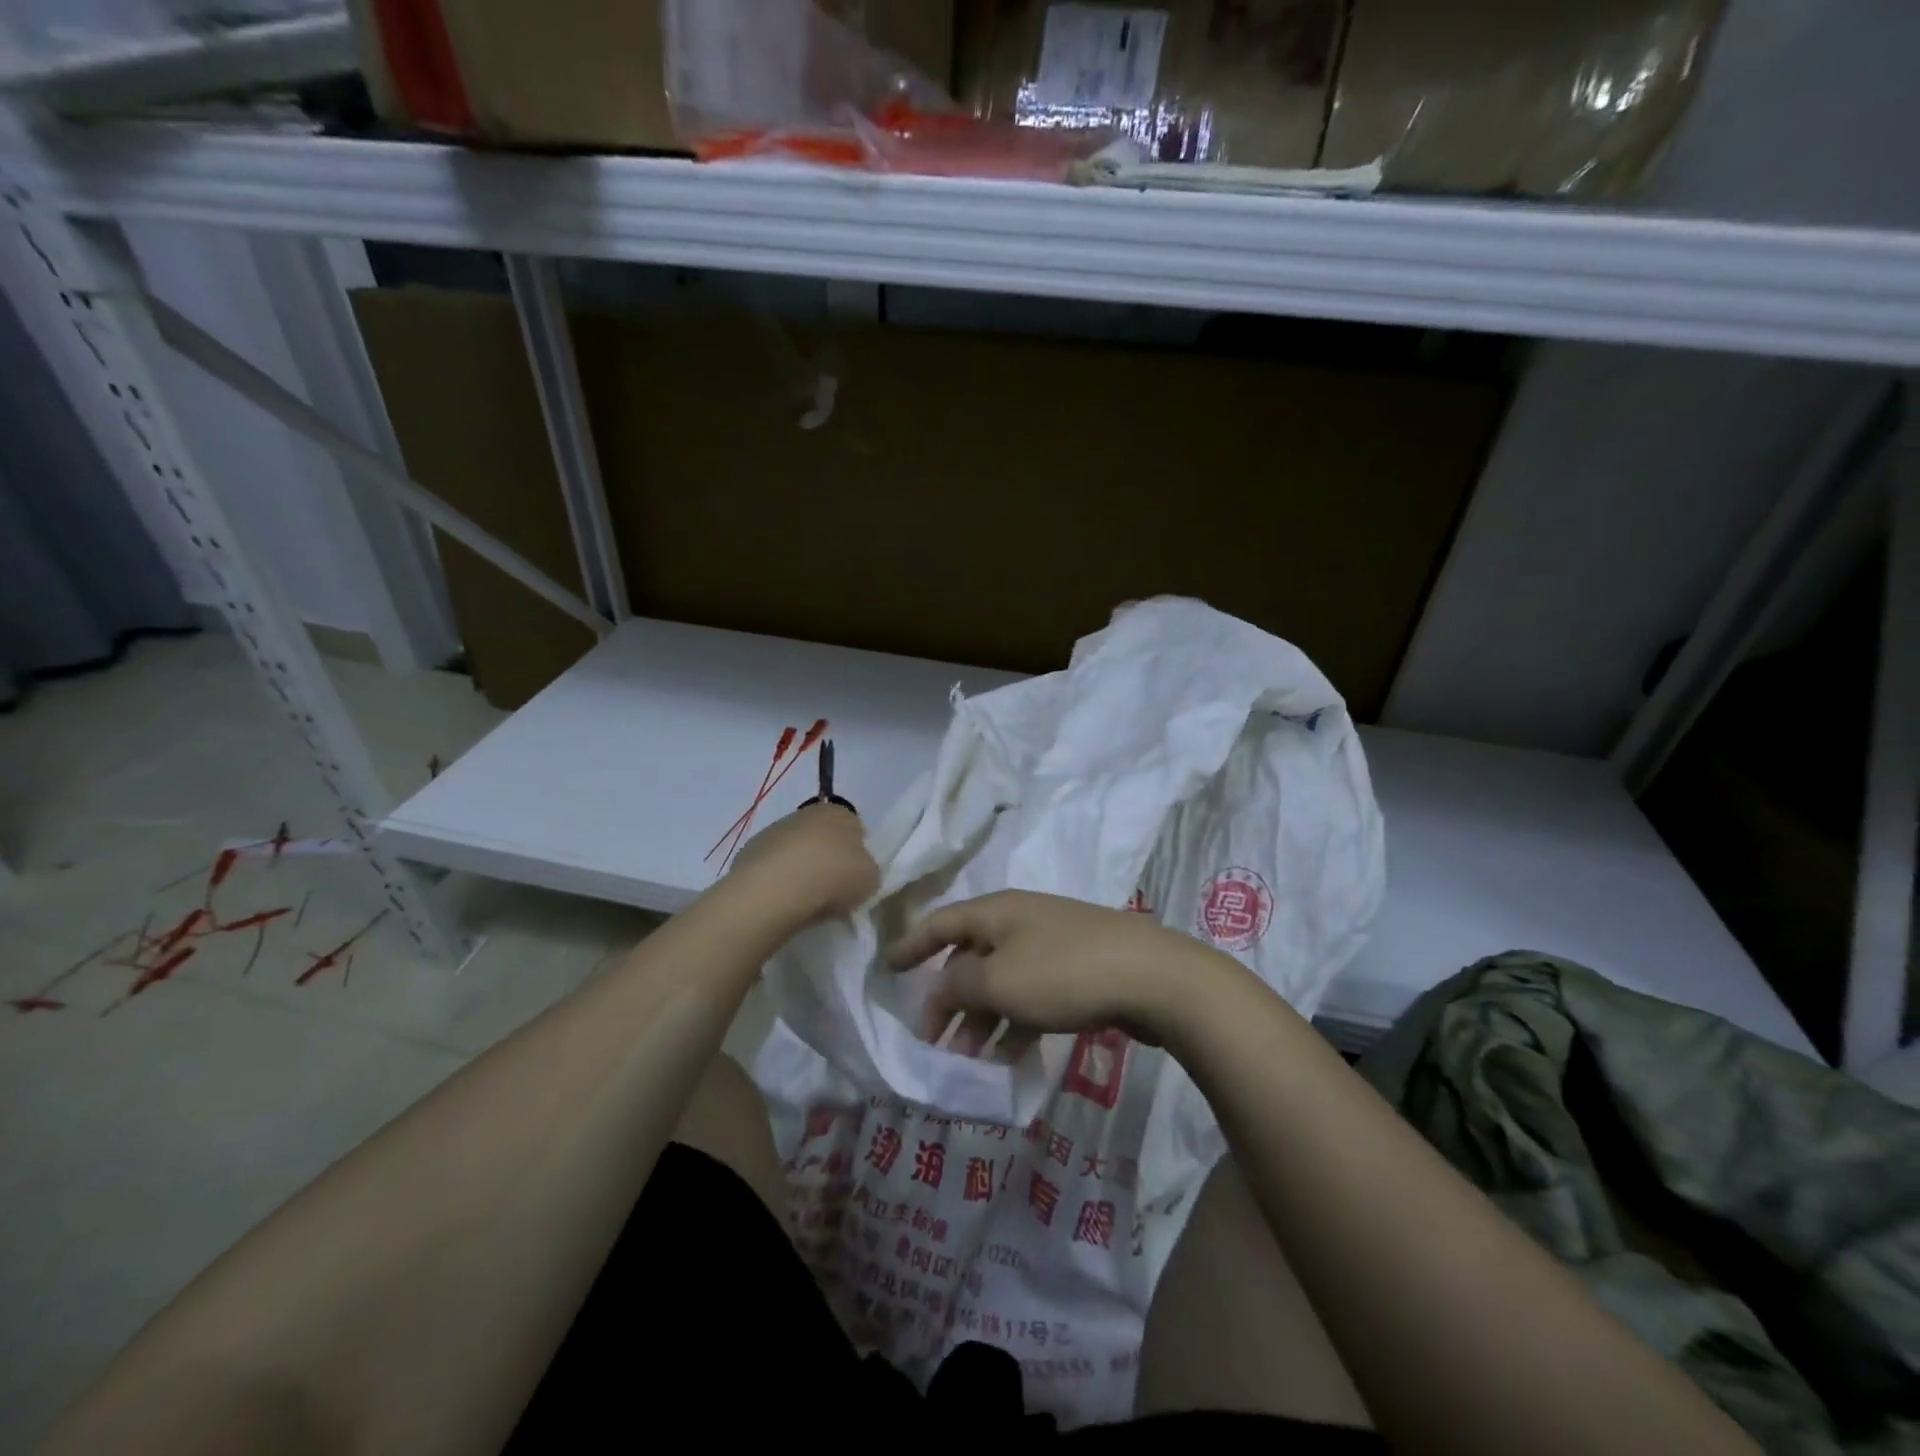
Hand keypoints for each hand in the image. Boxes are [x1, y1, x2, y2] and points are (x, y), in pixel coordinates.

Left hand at [728, 804, 878, 923]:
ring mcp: (774, 831)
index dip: (856, 853)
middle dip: (827, 859)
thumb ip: (867, 869)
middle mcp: (806, 813)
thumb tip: (854, 871)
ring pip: (795, 851)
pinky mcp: (749, 851)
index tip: (854, 877)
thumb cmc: (832, 877)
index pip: (855, 828)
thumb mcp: (871, 877)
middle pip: (823, 838)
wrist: (774, 890)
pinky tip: (781, 900)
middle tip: (831, 890)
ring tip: (804, 901)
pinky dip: (778, 881)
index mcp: (840, 812)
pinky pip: (773, 868)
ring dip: (800, 869)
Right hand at [887, 890, 1222, 1043]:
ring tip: (965, 1064)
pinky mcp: (1077, 974)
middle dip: (946, 999)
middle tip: (929, 1041)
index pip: (940, 922)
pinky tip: (1007, 1062)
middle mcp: (1020, 922)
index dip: (910, 945)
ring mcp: (1051, 947)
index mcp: (996, 911)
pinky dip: (1014, 1027)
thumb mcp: (998, 980)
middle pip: (969, 958)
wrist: (1152, 976)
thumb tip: (940, 987)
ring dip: (979, 1022)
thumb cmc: (1063, 972)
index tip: (886, 969)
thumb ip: (958, 985)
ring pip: (1001, 984)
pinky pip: (1031, 999)